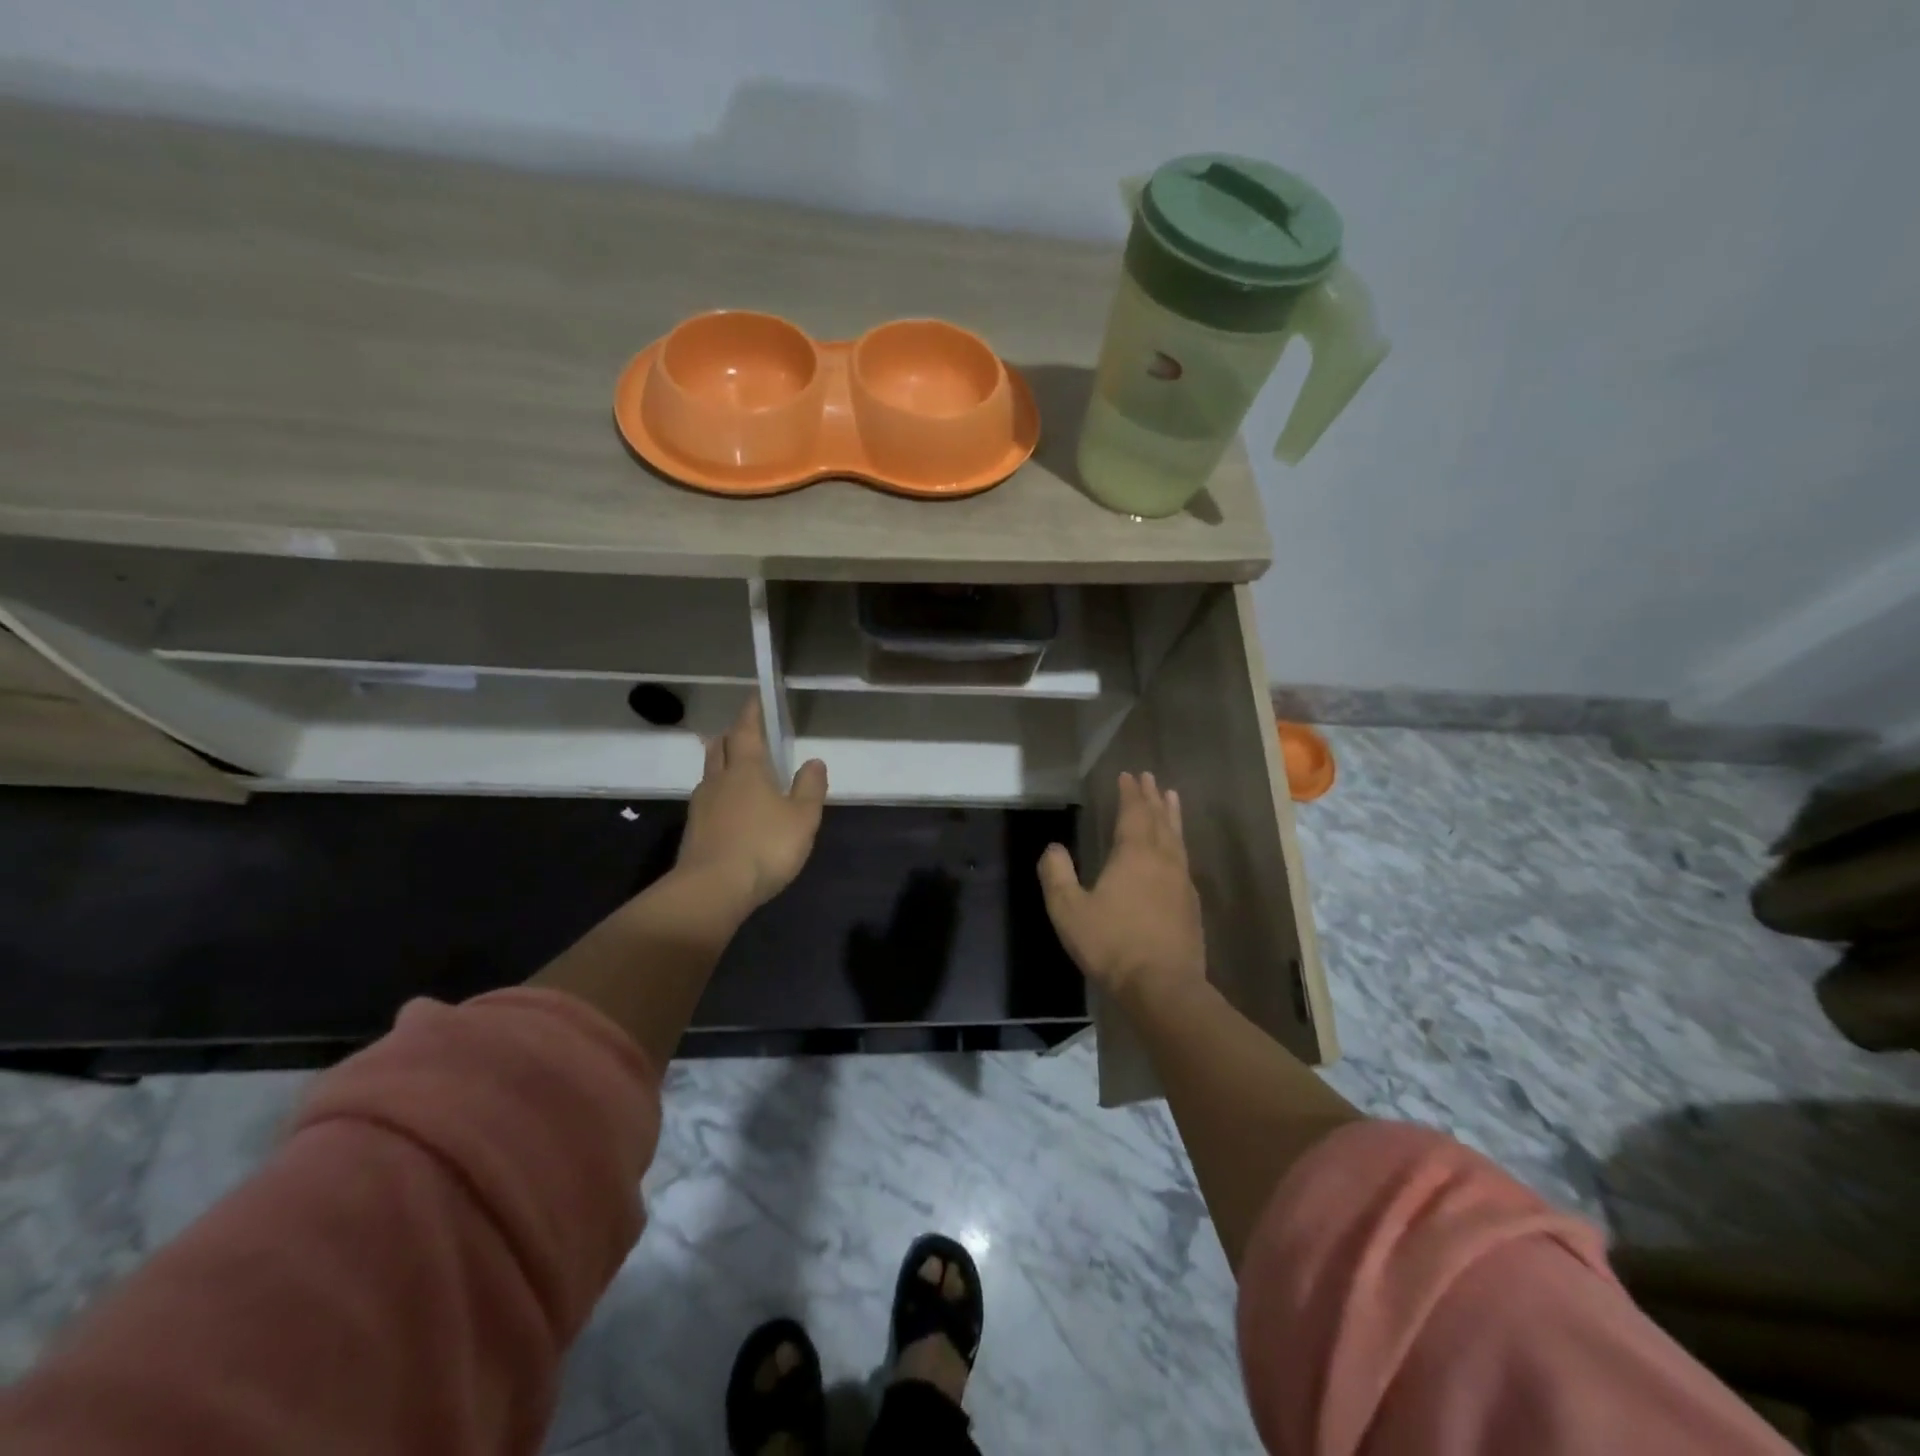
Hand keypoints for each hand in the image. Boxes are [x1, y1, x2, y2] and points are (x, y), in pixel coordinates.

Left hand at [676, 697, 827, 911]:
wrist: (712, 889)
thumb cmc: (764, 847)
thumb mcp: (802, 818)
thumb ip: (809, 787)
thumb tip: (814, 761)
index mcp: (747, 770)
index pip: (747, 731)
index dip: (751, 712)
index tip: (755, 698)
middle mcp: (719, 780)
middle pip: (720, 747)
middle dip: (732, 735)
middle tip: (744, 732)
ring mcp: (702, 805)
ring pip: (710, 772)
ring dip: (721, 763)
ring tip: (735, 767)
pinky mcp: (694, 830)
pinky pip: (707, 799)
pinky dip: (718, 793)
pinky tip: (728, 807)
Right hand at [1037, 771, 1205, 1008]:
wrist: (1163, 987)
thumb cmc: (1112, 944)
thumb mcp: (1069, 910)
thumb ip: (1057, 875)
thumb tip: (1053, 848)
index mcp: (1134, 855)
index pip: (1134, 813)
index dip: (1130, 793)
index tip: (1128, 775)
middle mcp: (1163, 860)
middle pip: (1159, 820)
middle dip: (1152, 797)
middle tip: (1149, 777)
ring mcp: (1181, 882)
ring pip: (1177, 838)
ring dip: (1171, 815)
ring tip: (1171, 798)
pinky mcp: (1191, 905)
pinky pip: (1184, 860)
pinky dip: (1179, 842)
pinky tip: (1176, 851)